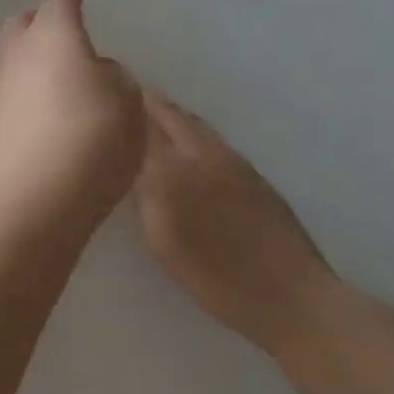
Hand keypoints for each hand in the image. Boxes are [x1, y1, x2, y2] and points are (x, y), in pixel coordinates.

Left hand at [0, 0, 144, 229]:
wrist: (30, 199)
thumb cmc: (90, 139)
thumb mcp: (127, 104)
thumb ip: (113, 78)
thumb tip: (93, 72)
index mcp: (54, 35)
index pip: (61, 3)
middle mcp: (19, 52)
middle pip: (23, 24)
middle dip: (40, 20)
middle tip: (62, 29)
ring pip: (11, 55)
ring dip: (29, 55)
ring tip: (55, 70)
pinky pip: (9, 89)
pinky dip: (25, 87)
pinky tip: (42, 105)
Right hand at [136, 92, 336, 357]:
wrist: (292, 296)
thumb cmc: (216, 275)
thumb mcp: (162, 237)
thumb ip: (143, 191)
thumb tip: (125, 158)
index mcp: (177, 166)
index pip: (143, 123)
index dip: (123, 108)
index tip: (101, 97)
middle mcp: (206, 153)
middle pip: (171, 116)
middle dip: (146, 103)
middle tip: (122, 98)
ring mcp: (235, 163)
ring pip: (195, 125)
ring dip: (170, 114)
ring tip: (149, 114)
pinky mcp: (255, 177)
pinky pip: (212, 139)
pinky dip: (191, 131)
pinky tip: (187, 146)